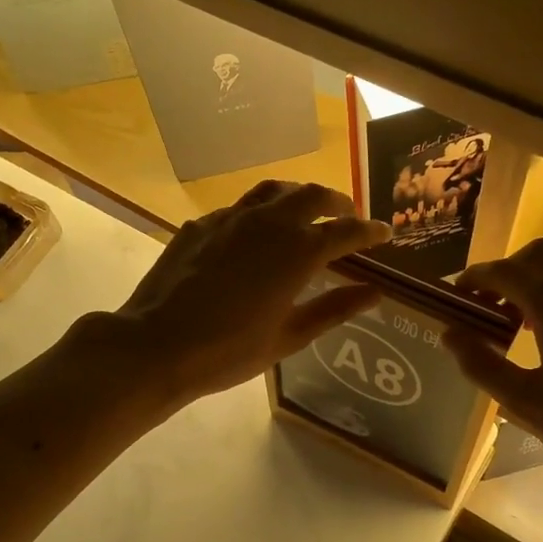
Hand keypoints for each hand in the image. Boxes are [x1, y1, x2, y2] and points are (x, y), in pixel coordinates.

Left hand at [103, 181, 390, 403]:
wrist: (158, 344)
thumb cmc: (230, 350)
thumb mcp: (290, 336)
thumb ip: (335, 308)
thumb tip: (375, 293)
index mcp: (298, 251)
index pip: (346, 230)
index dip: (370, 230)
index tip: (384, 232)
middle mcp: (269, 223)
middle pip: (313, 195)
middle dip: (336, 202)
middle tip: (346, 215)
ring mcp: (231, 218)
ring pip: (274, 191)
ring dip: (297, 196)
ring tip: (305, 212)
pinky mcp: (202, 224)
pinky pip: (239, 208)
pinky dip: (260, 213)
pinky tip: (254, 234)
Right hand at [444, 239, 542, 512]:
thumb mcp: (526, 403)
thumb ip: (482, 364)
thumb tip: (450, 334)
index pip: (505, 272)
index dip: (475, 279)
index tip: (457, 296)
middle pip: (538, 255)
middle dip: (507, 271)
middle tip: (487, 306)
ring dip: (536, 281)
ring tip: (518, 323)